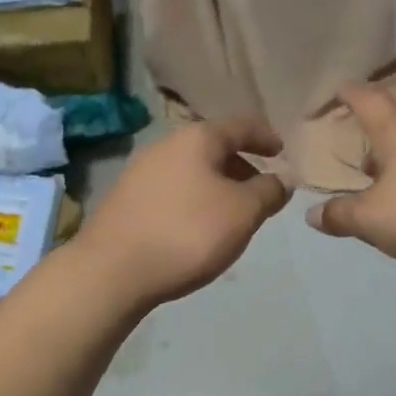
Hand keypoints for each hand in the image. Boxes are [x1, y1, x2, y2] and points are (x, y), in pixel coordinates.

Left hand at [79, 118, 291, 307]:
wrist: (113, 270)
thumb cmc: (187, 233)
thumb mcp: (242, 213)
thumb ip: (268, 192)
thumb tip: (282, 179)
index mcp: (196, 138)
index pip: (240, 126)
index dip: (265, 136)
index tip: (281, 151)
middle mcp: (165, 146)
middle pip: (212, 148)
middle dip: (240, 166)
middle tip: (259, 191)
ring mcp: (140, 173)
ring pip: (190, 171)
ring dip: (216, 187)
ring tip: (231, 215)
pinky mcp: (125, 201)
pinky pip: (171, 192)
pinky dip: (193, 201)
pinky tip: (196, 229)